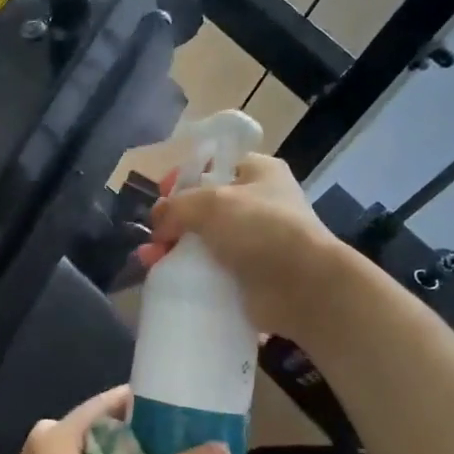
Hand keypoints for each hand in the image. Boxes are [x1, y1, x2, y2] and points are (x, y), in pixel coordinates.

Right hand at [140, 153, 347, 343]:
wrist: (303, 287)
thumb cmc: (261, 228)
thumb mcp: (211, 202)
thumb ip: (176, 206)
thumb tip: (158, 222)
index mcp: (258, 172)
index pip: (213, 165)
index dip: (184, 176)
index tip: (162, 195)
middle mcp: (258, 204)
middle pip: (203, 206)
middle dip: (173, 220)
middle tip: (154, 236)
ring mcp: (254, 242)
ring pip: (203, 240)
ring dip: (174, 248)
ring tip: (150, 261)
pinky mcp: (248, 275)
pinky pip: (210, 270)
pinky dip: (189, 274)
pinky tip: (166, 278)